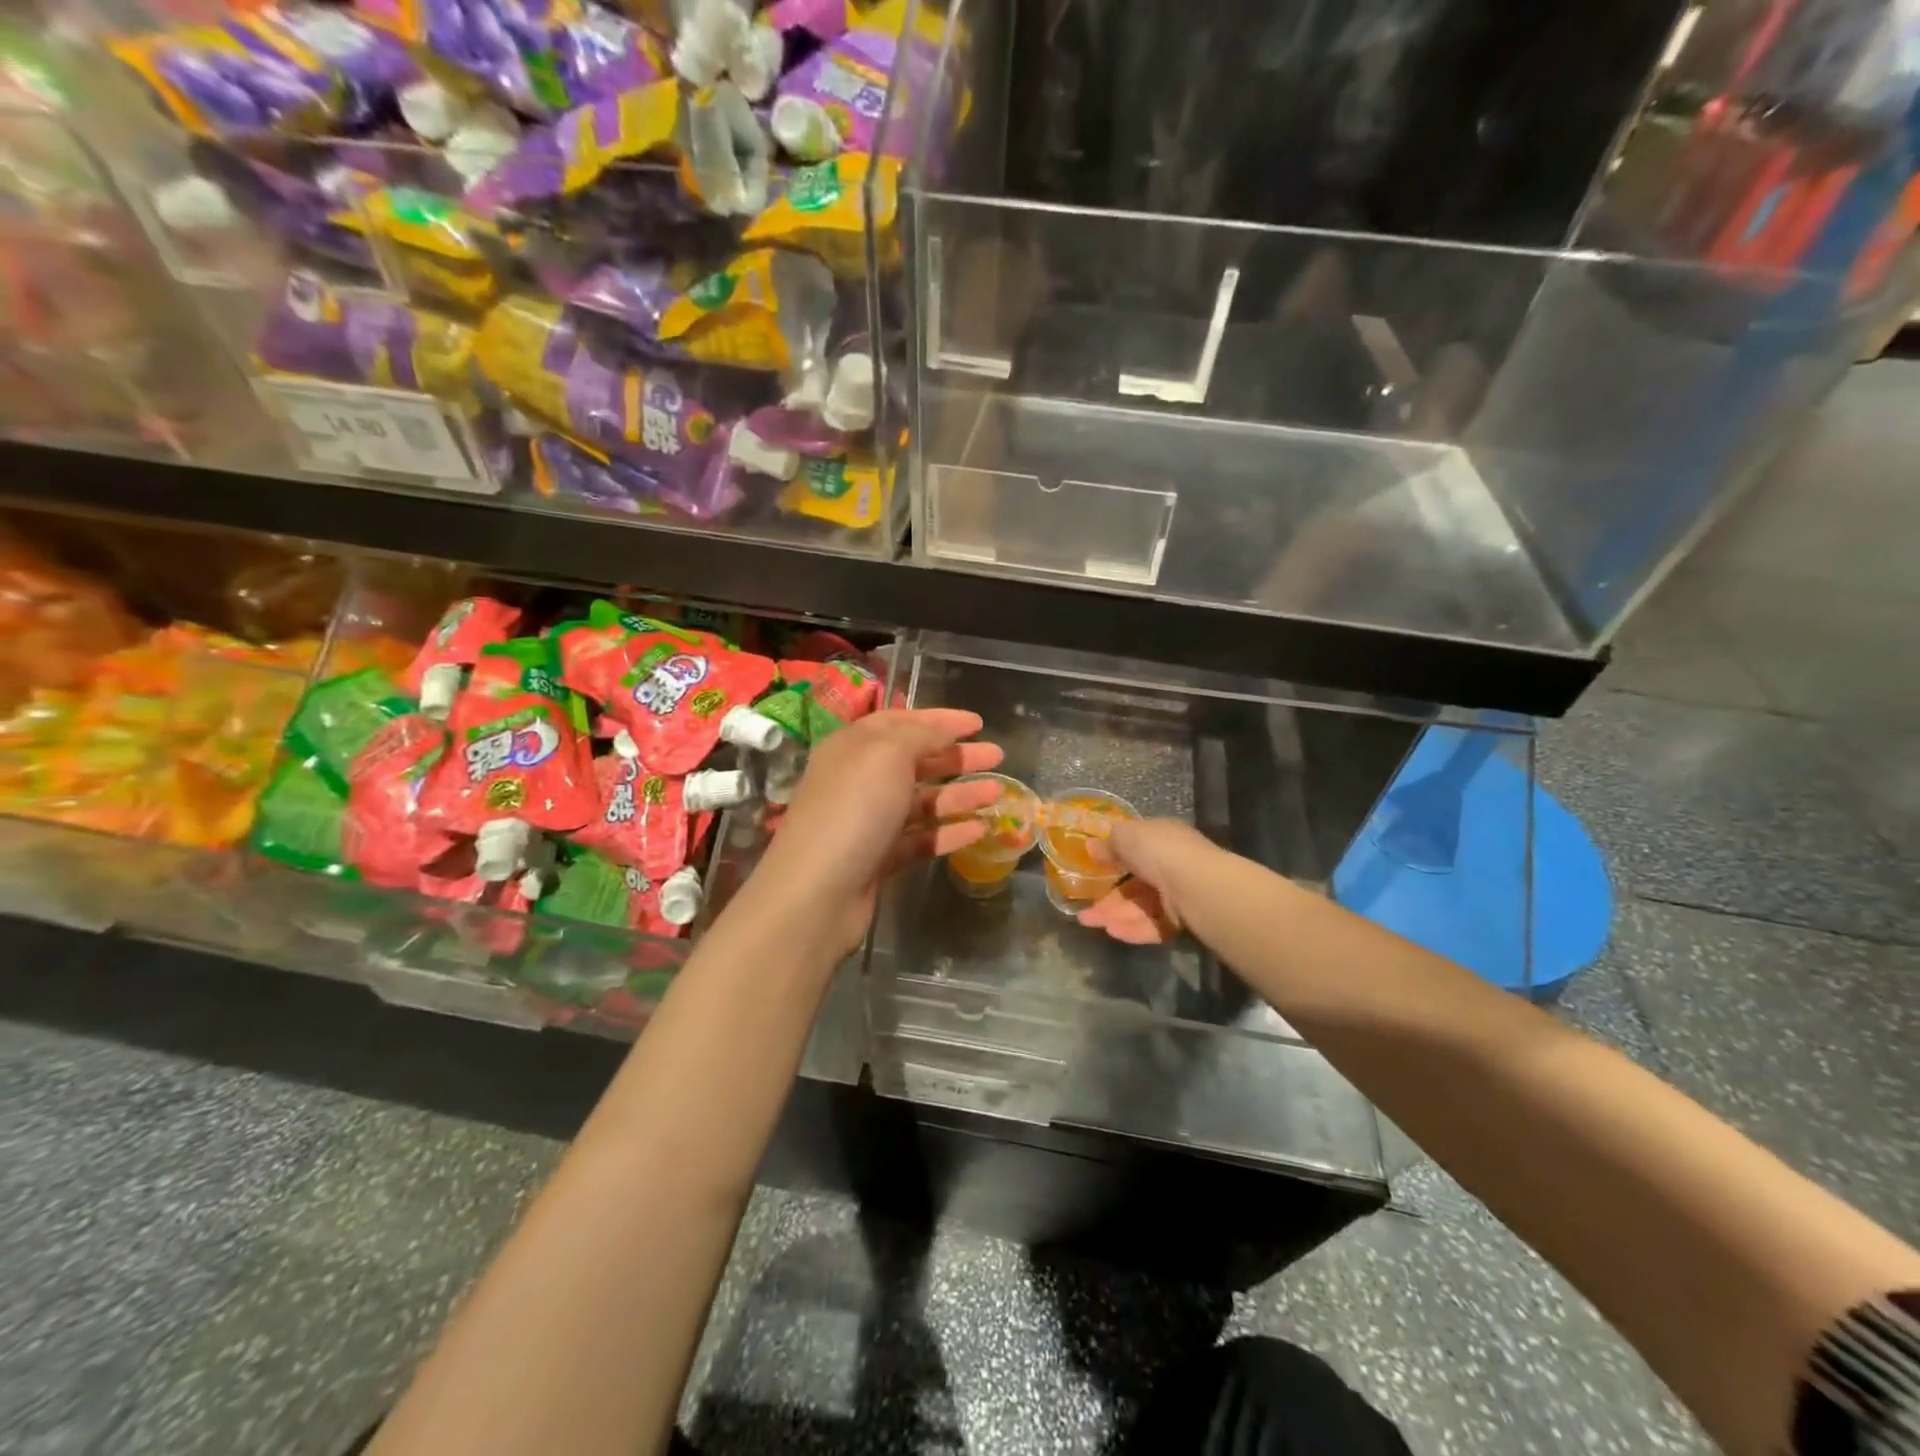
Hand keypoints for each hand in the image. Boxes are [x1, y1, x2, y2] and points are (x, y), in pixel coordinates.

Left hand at [752, 709, 1004, 956]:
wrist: (817, 892)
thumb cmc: (853, 809)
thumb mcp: (887, 754)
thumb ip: (921, 735)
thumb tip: (943, 727)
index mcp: (854, 747)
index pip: (900, 721)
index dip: (939, 719)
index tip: (978, 722)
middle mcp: (860, 780)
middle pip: (915, 761)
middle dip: (956, 756)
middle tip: (997, 755)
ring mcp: (869, 821)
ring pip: (922, 801)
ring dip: (960, 795)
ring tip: (998, 792)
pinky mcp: (879, 859)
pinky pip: (921, 838)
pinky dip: (949, 832)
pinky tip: (980, 830)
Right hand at [1077, 818, 1219, 944]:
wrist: (1195, 885)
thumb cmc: (1159, 851)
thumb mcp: (1126, 837)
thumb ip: (1108, 844)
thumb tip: (1091, 846)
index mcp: (1162, 839)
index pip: (1136, 849)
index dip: (1113, 859)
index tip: (1092, 870)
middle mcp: (1172, 866)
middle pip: (1134, 885)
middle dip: (1108, 898)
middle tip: (1084, 908)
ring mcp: (1177, 895)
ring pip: (1139, 908)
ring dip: (1114, 915)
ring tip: (1089, 922)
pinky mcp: (1181, 921)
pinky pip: (1152, 926)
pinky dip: (1132, 929)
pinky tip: (1112, 931)